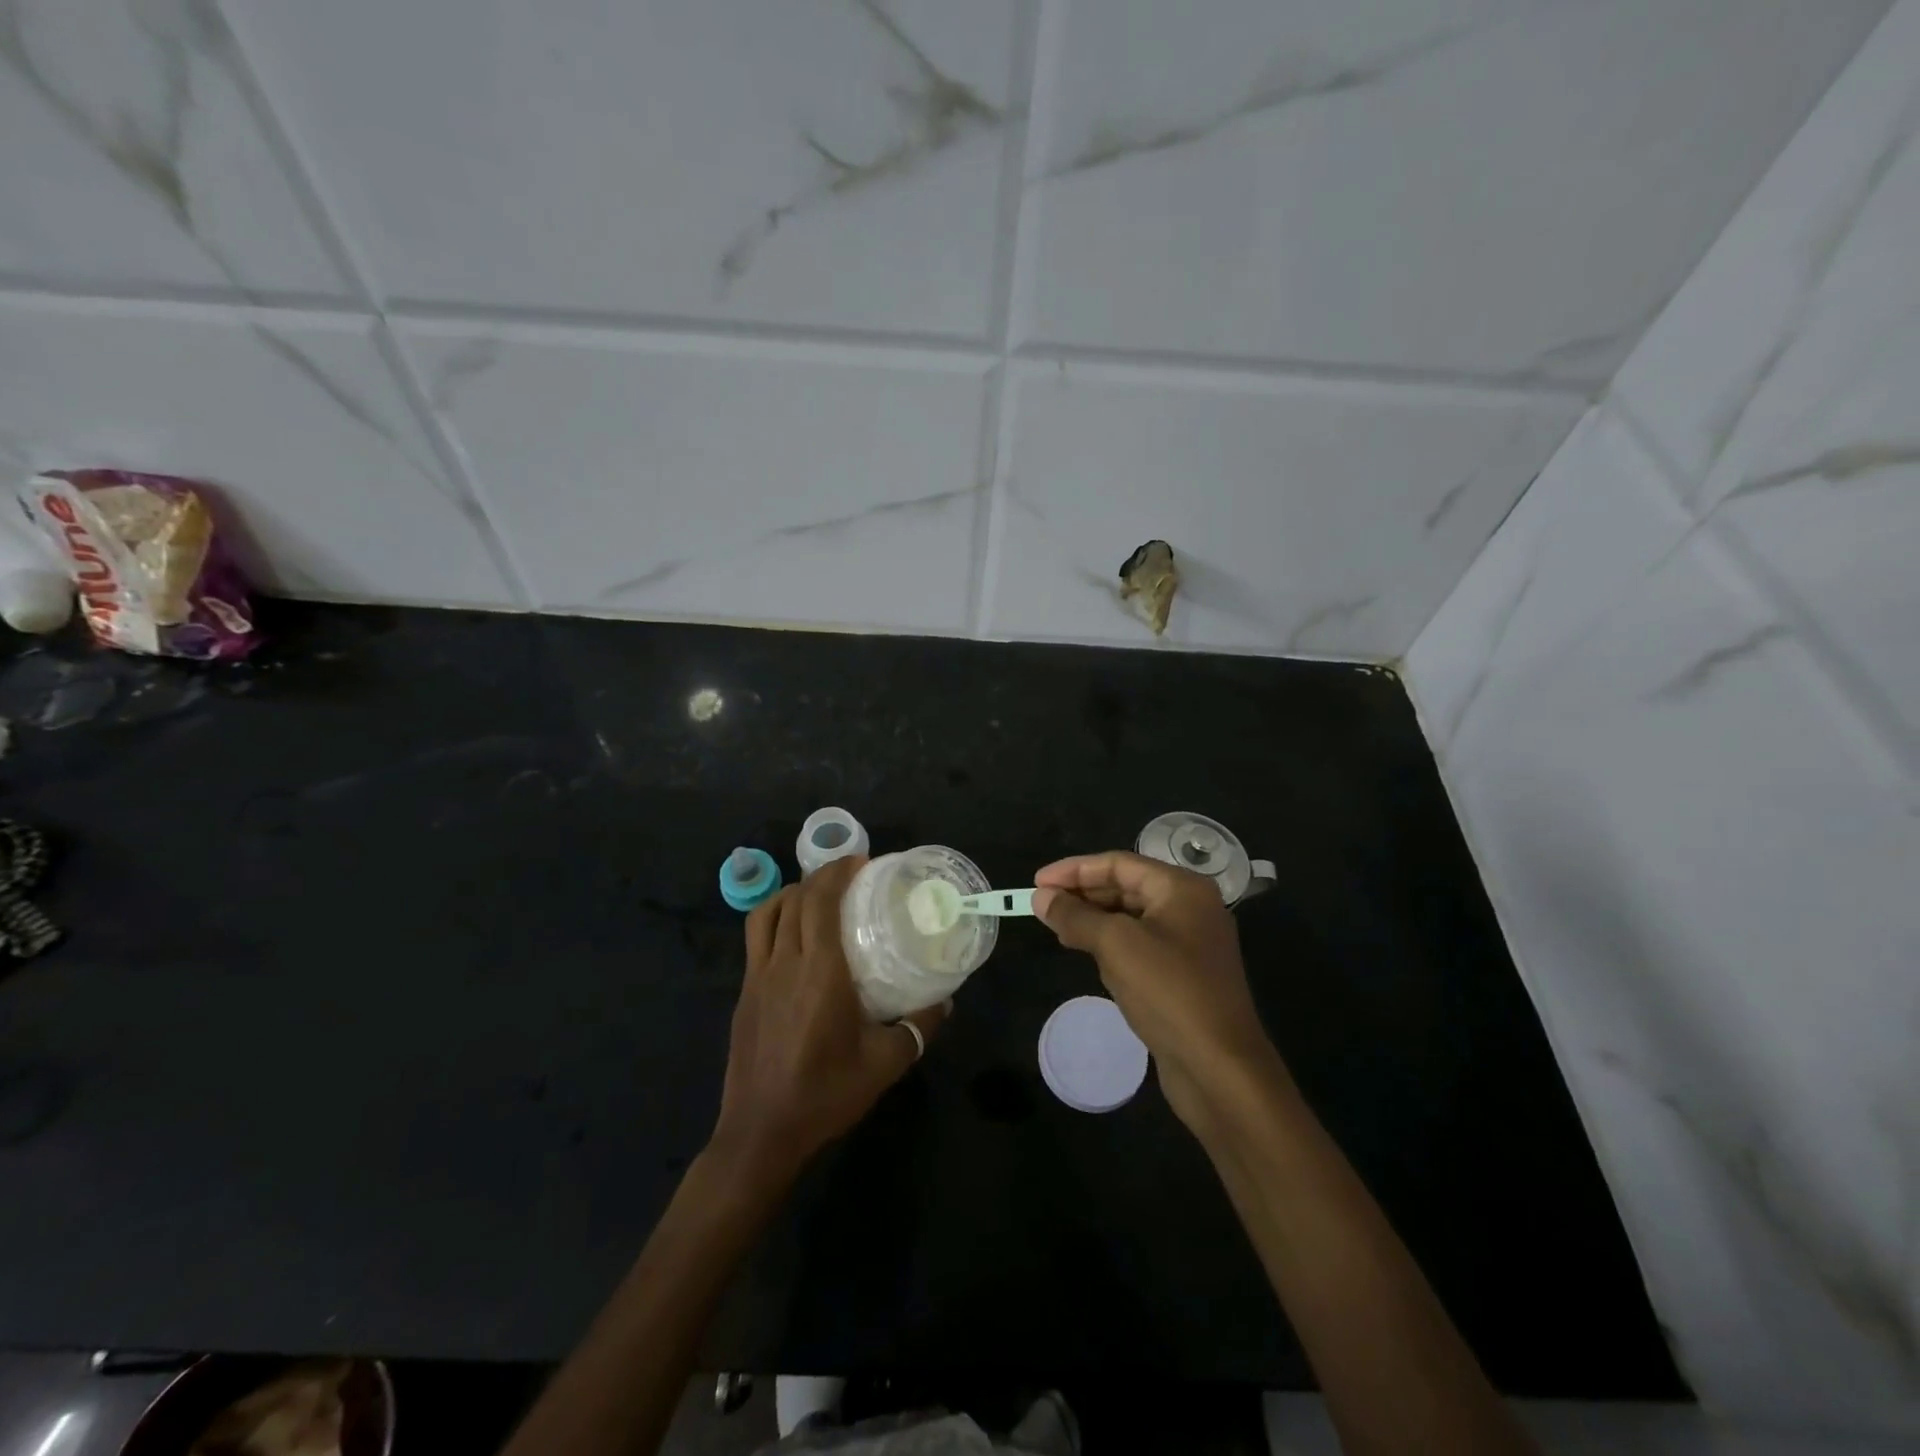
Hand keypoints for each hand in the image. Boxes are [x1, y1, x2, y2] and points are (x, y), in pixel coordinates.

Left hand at [710, 856, 946, 1183]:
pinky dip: (775, 918)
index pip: (821, 902)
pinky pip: (756, 938)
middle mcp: (785, 964)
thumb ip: (918, 1028)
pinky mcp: (744, 993)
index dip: (838, 873)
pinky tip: (795, 935)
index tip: (863, 862)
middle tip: (851, 874)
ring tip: (818, 894)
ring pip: (768, 913)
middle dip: (821, 876)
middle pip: (796, 900)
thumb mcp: (884, 1064)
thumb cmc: (825, 1094)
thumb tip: (945, 1002)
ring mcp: (758, 977)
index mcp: (820, 972)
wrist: (761, 1133)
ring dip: (793, 893)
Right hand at [1033, 851, 1281, 1132]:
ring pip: (1131, 917)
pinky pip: (1140, 945)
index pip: (1119, 863)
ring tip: (1057, 927)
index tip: (1036, 882)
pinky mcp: (1184, 975)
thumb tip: (1041, 897)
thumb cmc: (1169, 992)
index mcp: (1182, 888)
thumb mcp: (1116, 945)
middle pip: (1126, 887)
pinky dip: (1111, 944)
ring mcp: (1190, 943)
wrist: (1220, 1069)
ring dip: (1094, 919)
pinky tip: (1087, 953)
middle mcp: (1190, 908)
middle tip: (1042, 905)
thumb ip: (1075, 916)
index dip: (1074, 870)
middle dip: (1083, 894)